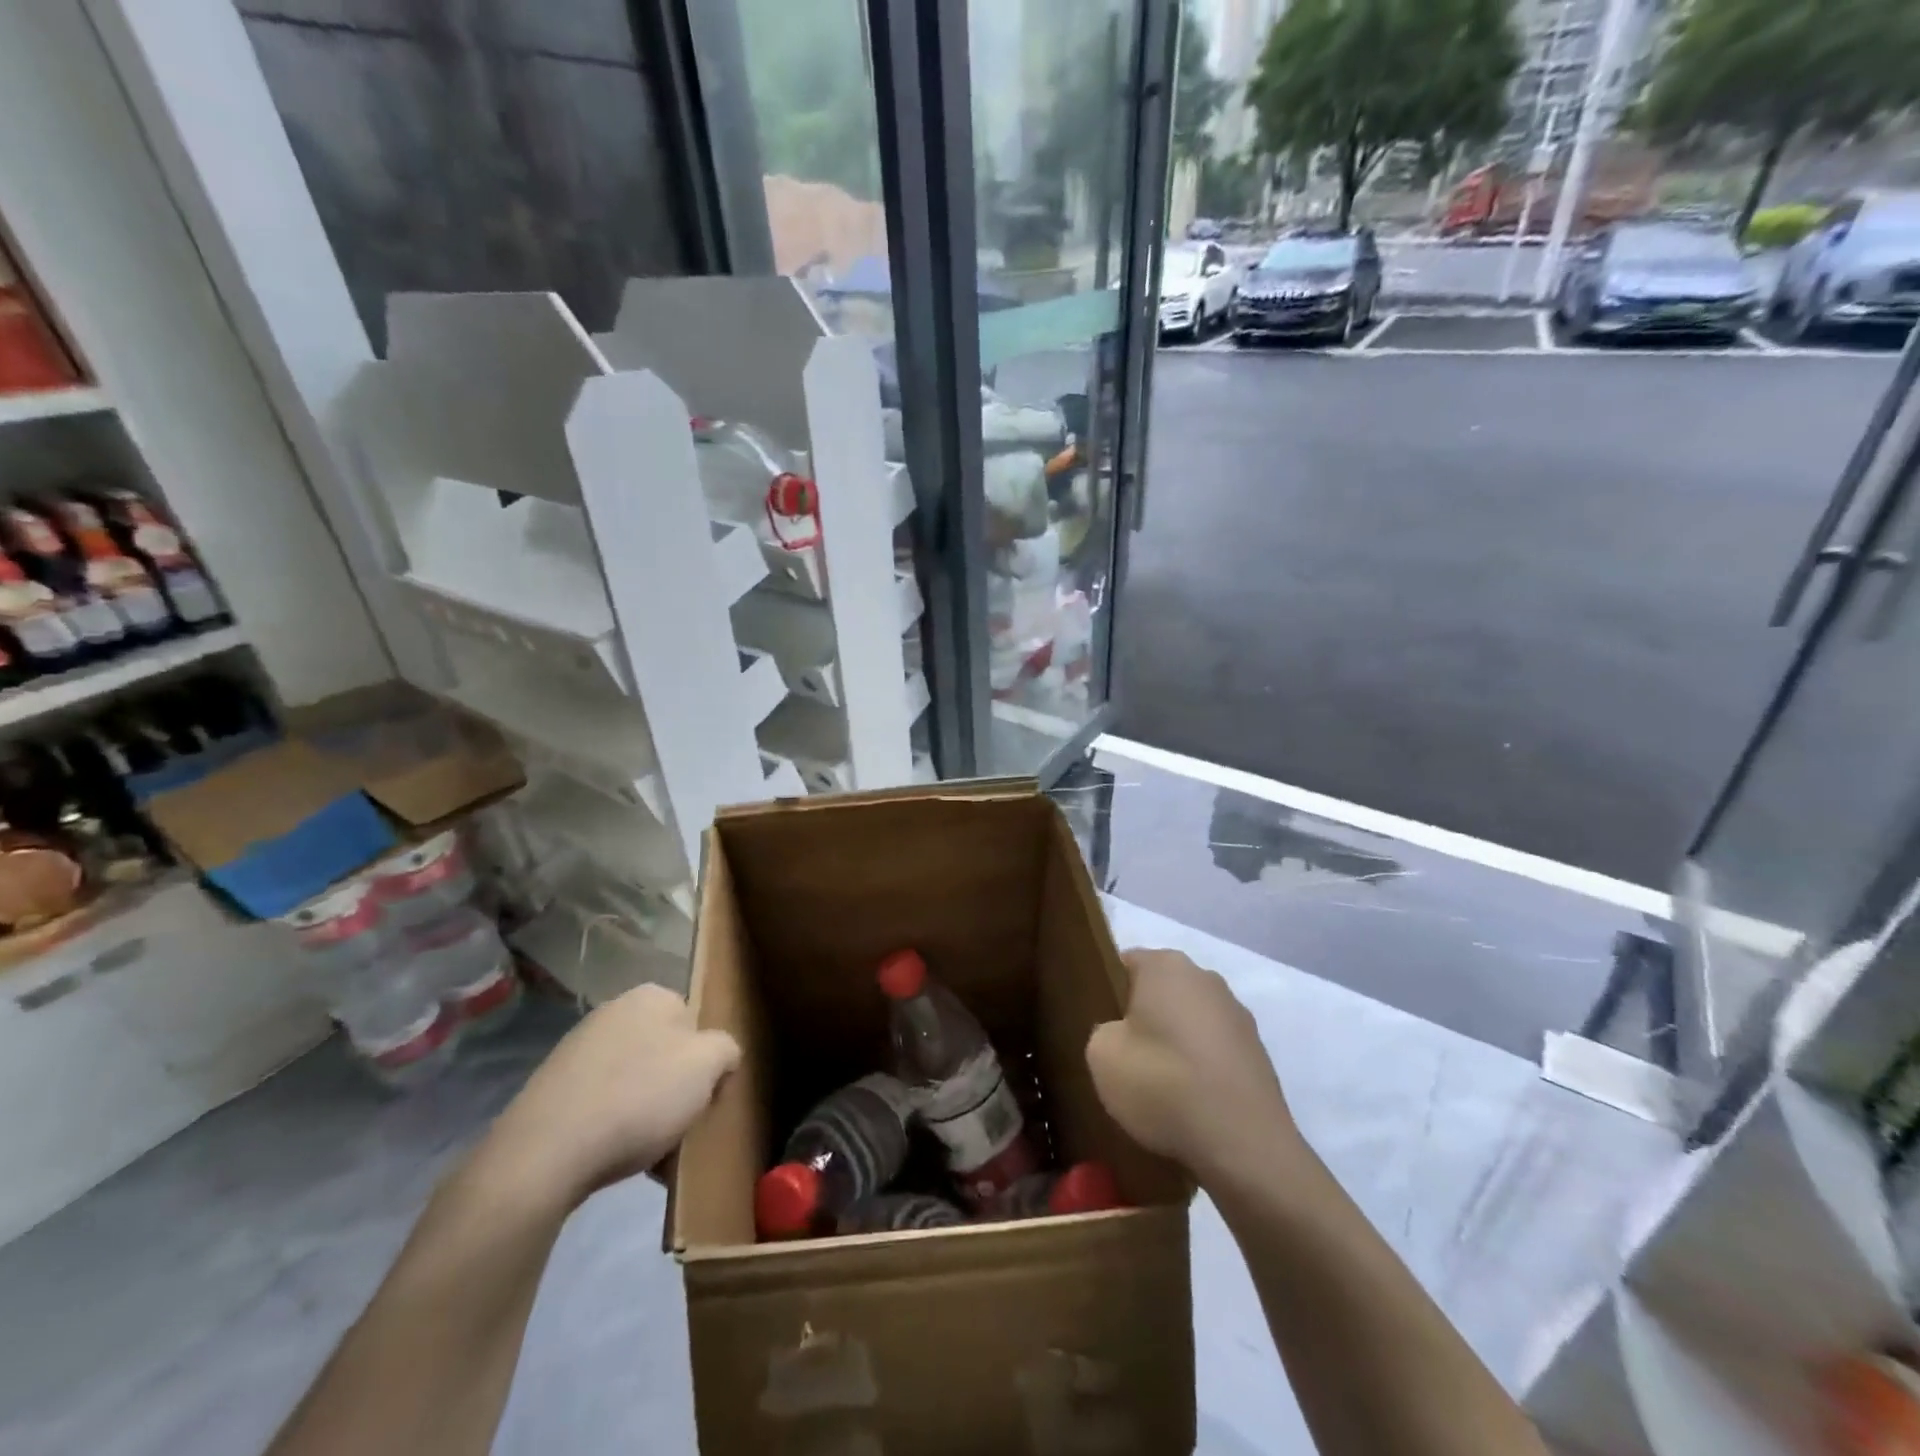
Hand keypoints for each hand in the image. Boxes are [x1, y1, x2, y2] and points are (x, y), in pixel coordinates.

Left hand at [484, 984, 738, 1208]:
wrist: (545, 1154)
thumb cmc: (639, 1097)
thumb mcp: (708, 1065)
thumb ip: (726, 1049)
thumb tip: (719, 1057)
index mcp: (651, 996)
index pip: (696, 1023)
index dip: (707, 1062)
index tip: (707, 1098)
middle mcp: (613, 1012)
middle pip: (665, 1054)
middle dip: (676, 1091)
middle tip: (682, 1128)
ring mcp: (577, 1051)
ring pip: (634, 1083)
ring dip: (648, 1115)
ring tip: (652, 1156)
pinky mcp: (552, 1091)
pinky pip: (602, 1106)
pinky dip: (614, 1129)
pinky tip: (618, 1160)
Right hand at [1086, 949, 1299, 1186]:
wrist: (1244, 1145)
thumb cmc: (1163, 1084)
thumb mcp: (1101, 1056)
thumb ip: (1103, 1031)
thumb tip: (1122, 1034)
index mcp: (1165, 965)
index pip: (1124, 963)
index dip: (1107, 992)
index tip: (1100, 1026)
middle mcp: (1205, 977)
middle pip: (1160, 991)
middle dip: (1143, 1017)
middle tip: (1124, 1057)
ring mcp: (1237, 1014)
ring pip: (1189, 1021)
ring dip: (1175, 1044)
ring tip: (1159, 1088)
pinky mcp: (1258, 1053)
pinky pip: (1214, 1051)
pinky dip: (1201, 1069)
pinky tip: (1190, 1103)